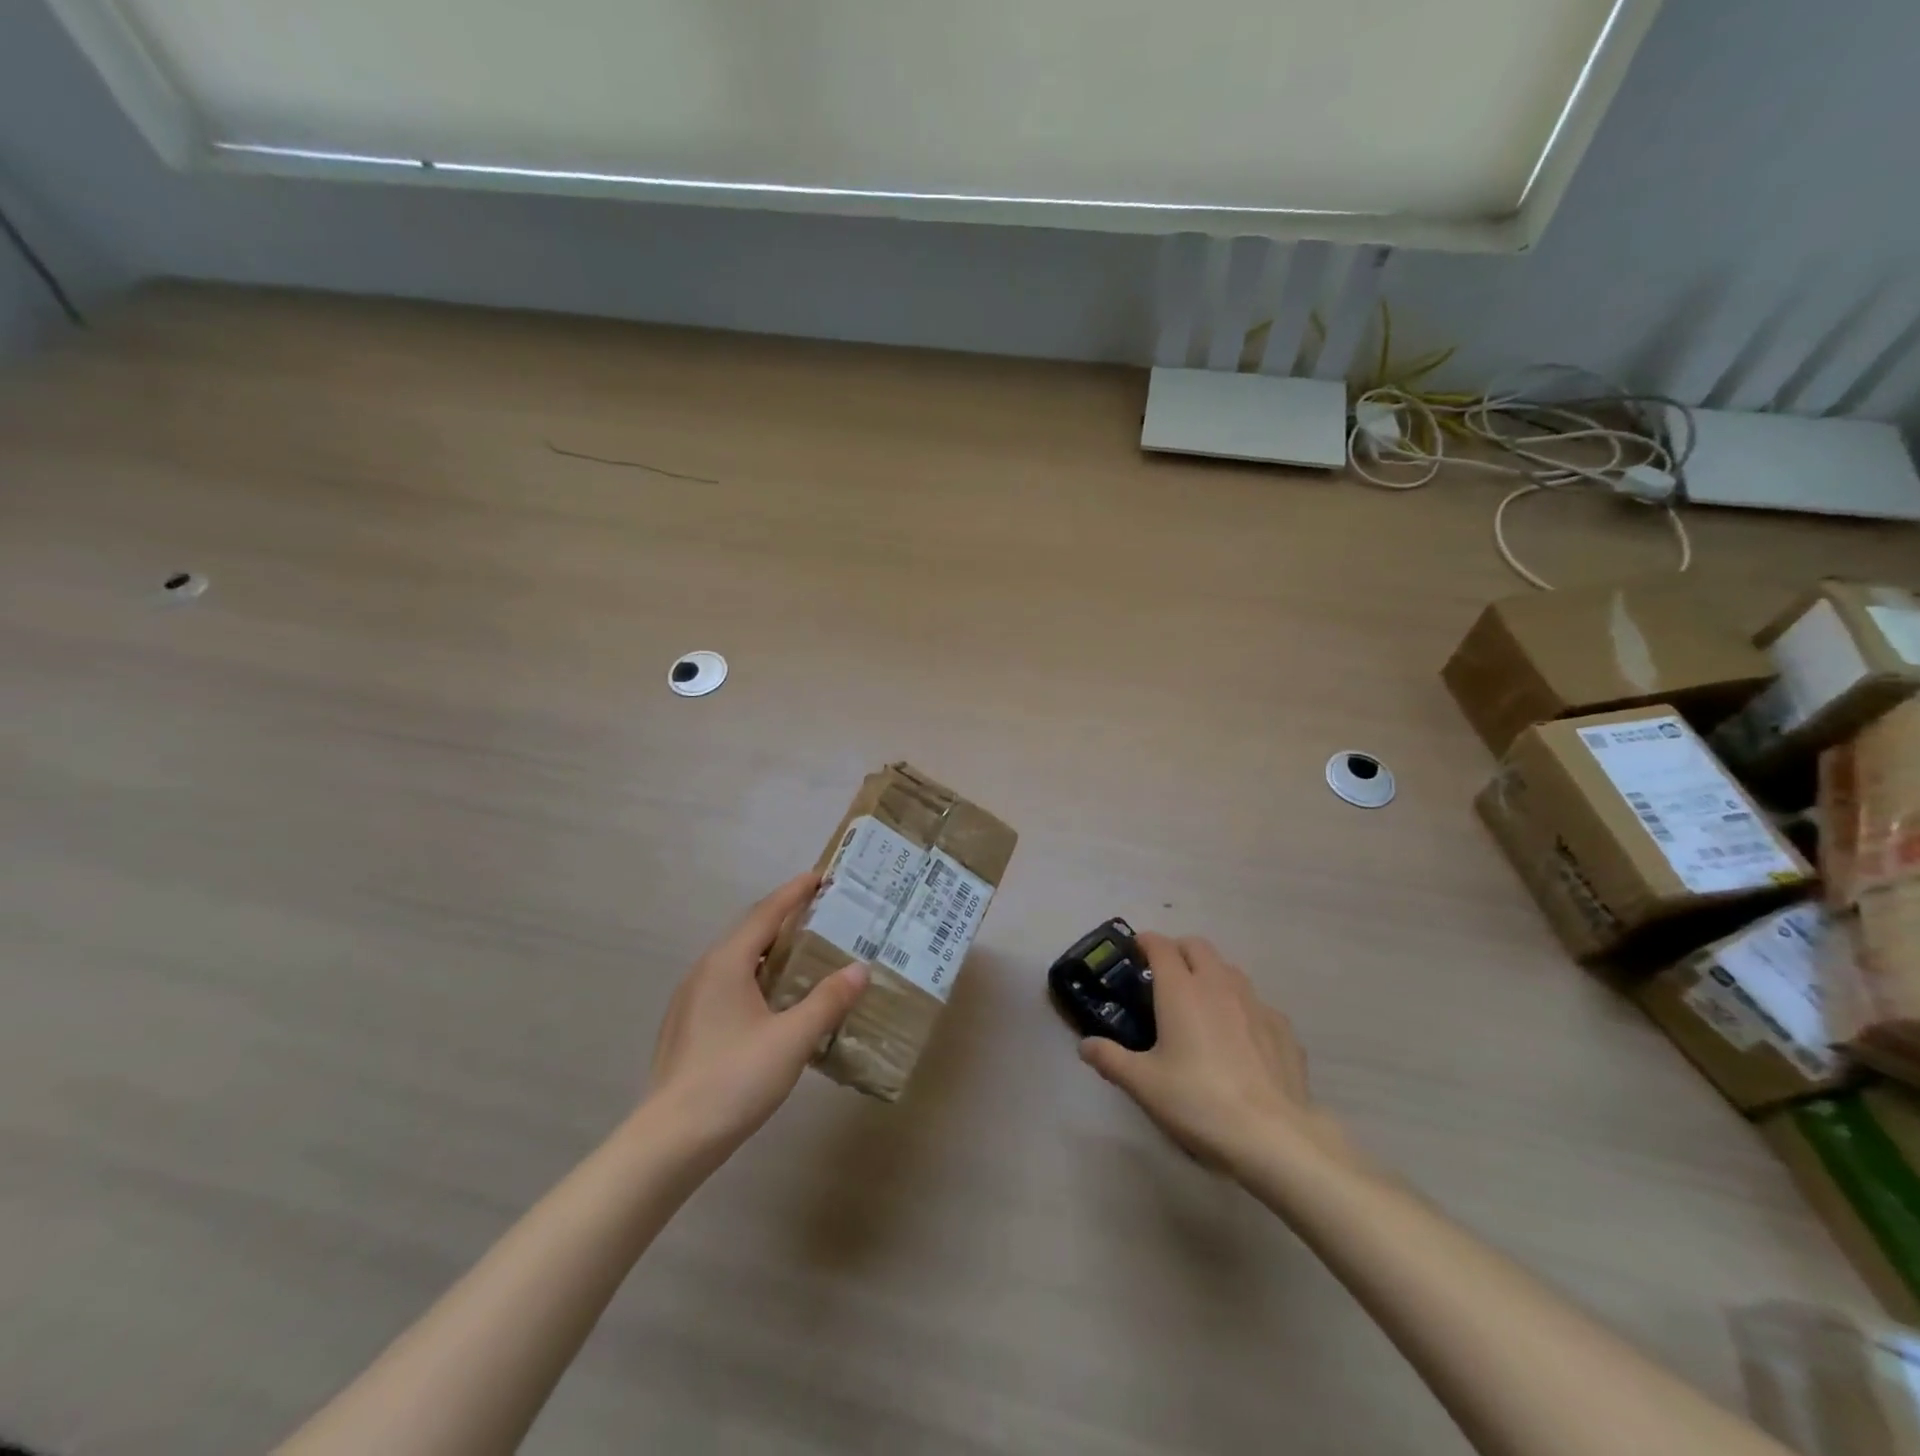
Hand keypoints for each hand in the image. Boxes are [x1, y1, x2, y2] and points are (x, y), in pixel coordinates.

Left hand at [646, 873, 867, 1150]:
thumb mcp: (792, 1039)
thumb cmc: (733, 1080)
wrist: (669, 1142)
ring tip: (806, 954)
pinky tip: (774, 1001)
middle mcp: (705, 972)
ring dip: (771, 950)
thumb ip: (827, 1000)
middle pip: (750, 932)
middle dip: (786, 919)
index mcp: (726, 963)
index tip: (821, 876)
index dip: (795, 892)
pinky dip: (757, 977)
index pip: (766, 913)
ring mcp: (691, 1000)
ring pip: (738, 960)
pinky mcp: (688, 1026)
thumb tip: (859, 969)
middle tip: (823, 914)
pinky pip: (729, 984)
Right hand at [1078, 932, 1356, 1174]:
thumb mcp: (1143, 1084)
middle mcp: (1218, 985)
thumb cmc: (1198, 1101)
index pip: (1161, 946)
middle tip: (1164, 974)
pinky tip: (1240, 1036)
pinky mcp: (1283, 1029)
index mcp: (1181, 990)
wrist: (1273, 1136)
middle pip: (1197, 947)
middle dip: (1178, 950)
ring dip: (1211, 973)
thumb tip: (1085, 1045)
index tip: (1134, 950)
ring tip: (1201, 1002)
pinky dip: (1241, 1007)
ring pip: (1229, 970)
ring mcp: (1256, 1004)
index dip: (1145, 942)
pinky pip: (1257, 1003)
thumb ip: (1110, 1059)